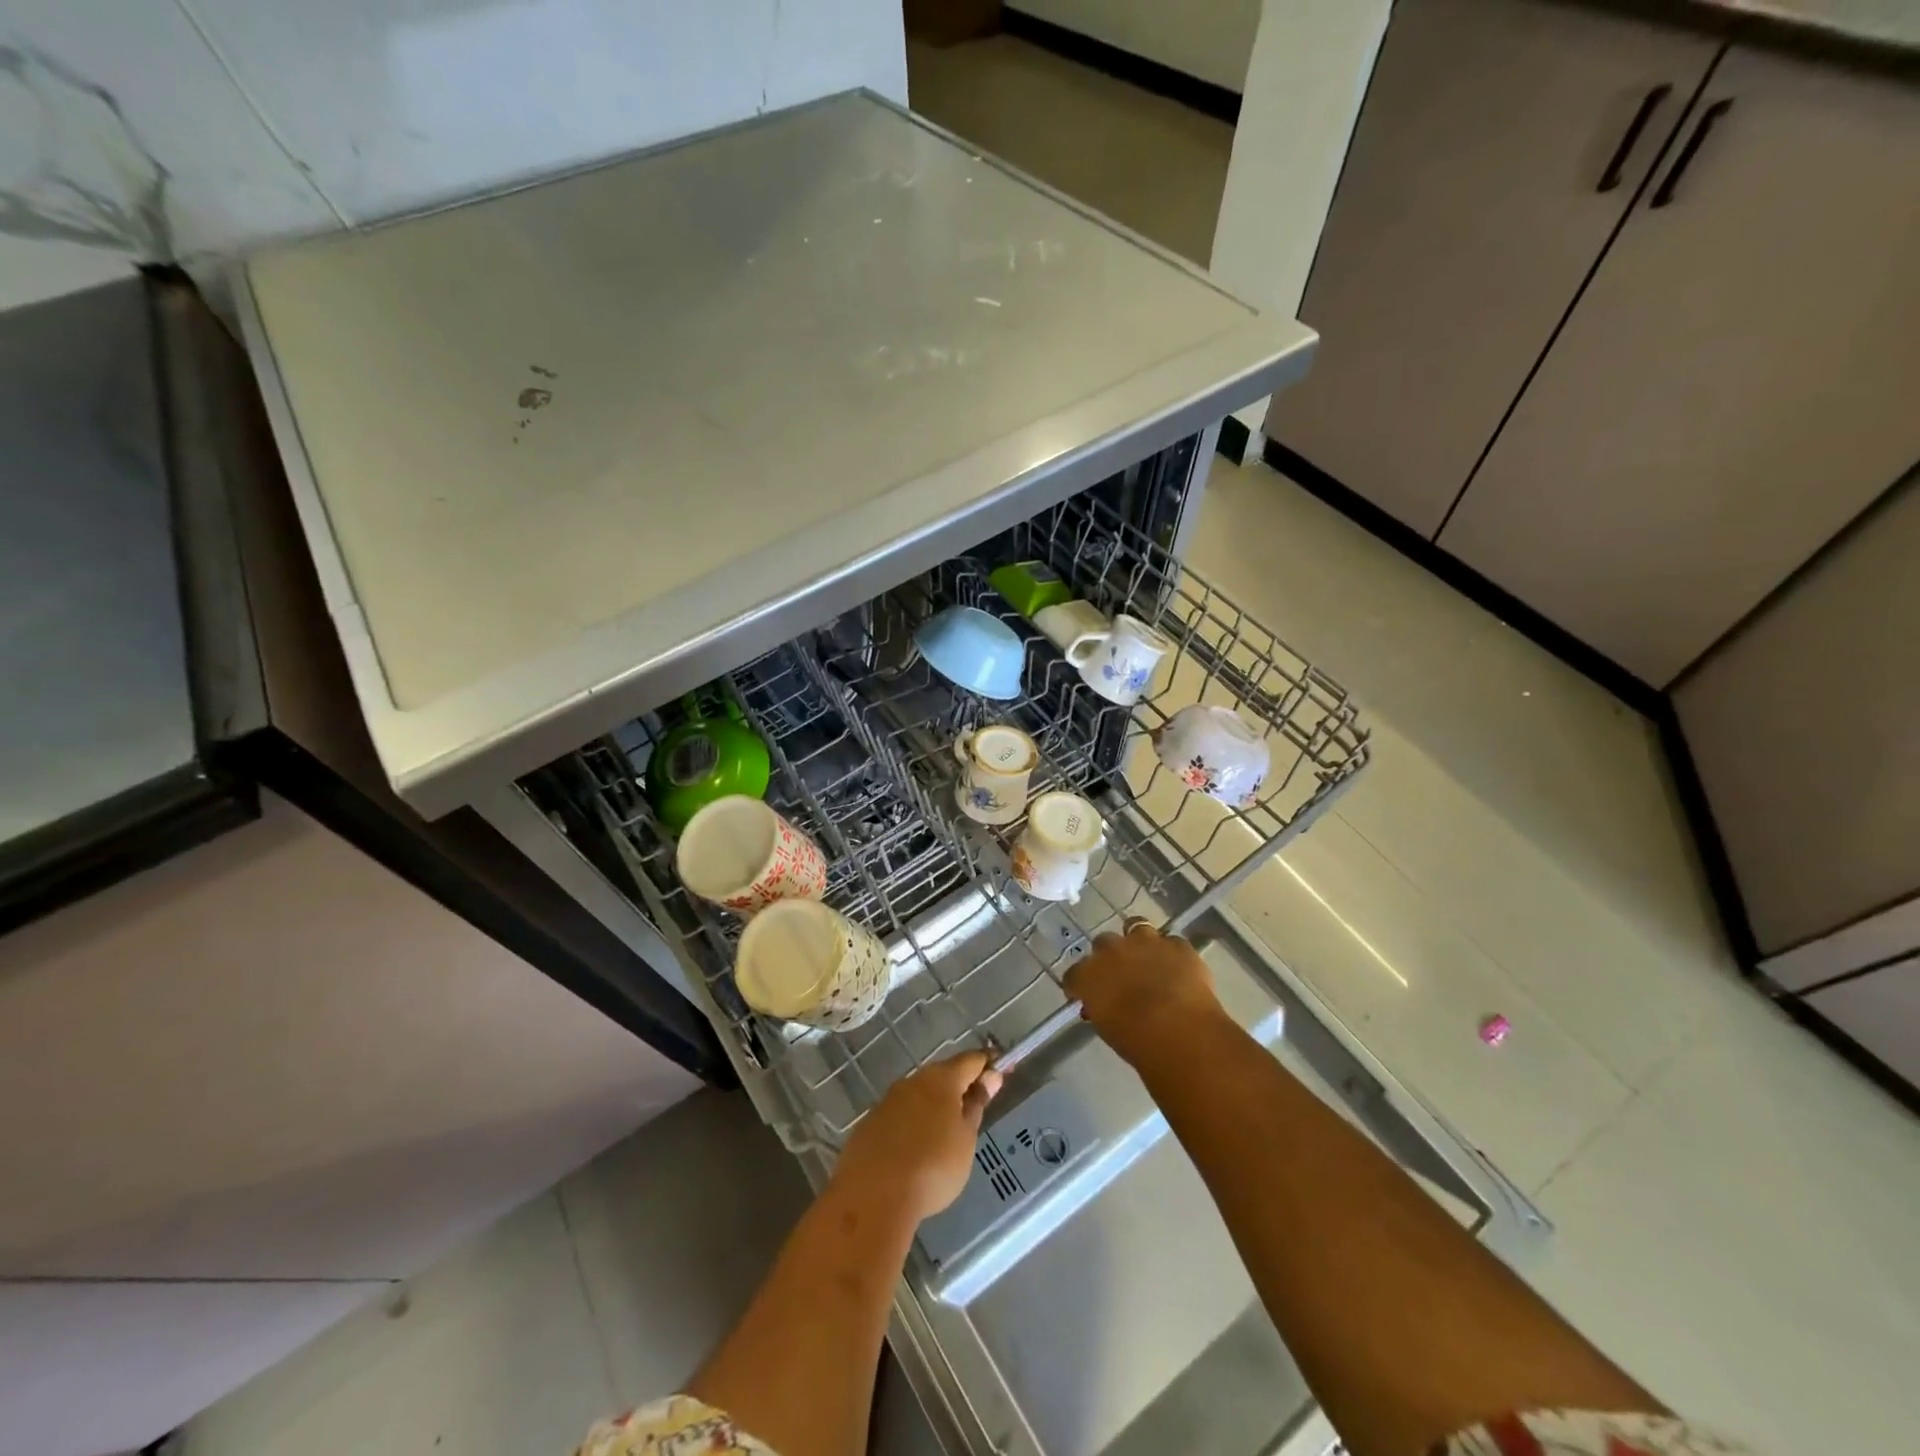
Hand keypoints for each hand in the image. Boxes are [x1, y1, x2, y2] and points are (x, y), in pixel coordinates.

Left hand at [833, 1051, 1002, 1222]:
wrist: (873, 1196)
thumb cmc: (933, 1166)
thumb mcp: (966, 1139)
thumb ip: (976, 1105)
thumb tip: (990, 1077)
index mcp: (941, 1079)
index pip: (971, 1060)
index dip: (988, 1064)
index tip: (1002, 1071)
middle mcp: (913, 1080)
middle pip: (943, 1075)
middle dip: (960, 1086)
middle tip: (974, 1108)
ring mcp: (888, 1100)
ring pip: (919, 1094)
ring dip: (934, 1106)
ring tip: (946, 1134)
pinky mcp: (870, 1123)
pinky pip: (900, 1115)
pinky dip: (913, 1124)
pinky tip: (916, 1149)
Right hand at [1064, 919, 1226, 1067]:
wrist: (1182, 1029)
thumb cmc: (1139, 1042)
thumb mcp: (1110, 1032)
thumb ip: (1102, 1011)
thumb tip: (1104, 1007)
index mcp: (1088, 976)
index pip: (1073, 976)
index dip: (1080, 986)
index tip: (1086, 998)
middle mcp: (1111, 951)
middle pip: (1102, 943)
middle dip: (1109, 957)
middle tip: (1120, 976)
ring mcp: (1145, 942)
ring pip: (1136, 926)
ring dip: (1138, 940)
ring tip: (1148, 957)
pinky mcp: (1176, 944)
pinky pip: (1171, 943)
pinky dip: (1172, 953)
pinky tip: (1179, 968)